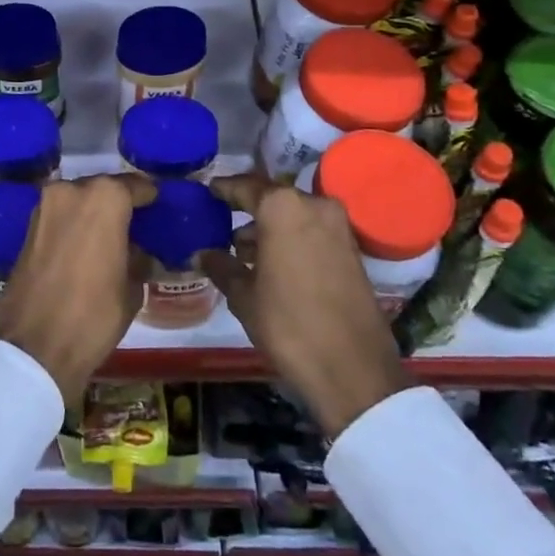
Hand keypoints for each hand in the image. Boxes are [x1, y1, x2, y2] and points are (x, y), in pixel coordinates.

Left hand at [0, 175, 155, 407]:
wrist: (34, 347)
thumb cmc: (94, 314)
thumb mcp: (132, 288)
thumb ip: (137, 258)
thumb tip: (138, 251)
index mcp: (105, 198)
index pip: (136, 186)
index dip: (150, 199)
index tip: (158, 210)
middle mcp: (72, 190)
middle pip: (104, 189)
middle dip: (118, 205)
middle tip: (134, 227)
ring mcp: (45, 206)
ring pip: (79, 200)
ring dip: (93, 214)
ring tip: (109, 239)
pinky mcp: (28, 226)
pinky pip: (61, 216)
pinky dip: (73, 225)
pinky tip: (85, 248)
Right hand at [203, 175, 409, 438]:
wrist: (353, 369)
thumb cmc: (288, 324)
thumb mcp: (244, 296)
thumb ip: (221, 266)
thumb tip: (201, 253)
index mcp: (282, 207)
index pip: (245, 186)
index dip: (224, 189)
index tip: (207, 191)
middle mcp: (313, 205)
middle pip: (272, 199)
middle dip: (248, 210)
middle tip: (222, 223)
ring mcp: (338, 226)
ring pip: (294, 215)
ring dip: (270, 228)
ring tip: (244, 252)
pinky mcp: (353, 249)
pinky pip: (312, 231)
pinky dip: (291, 239)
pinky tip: (272, 264)